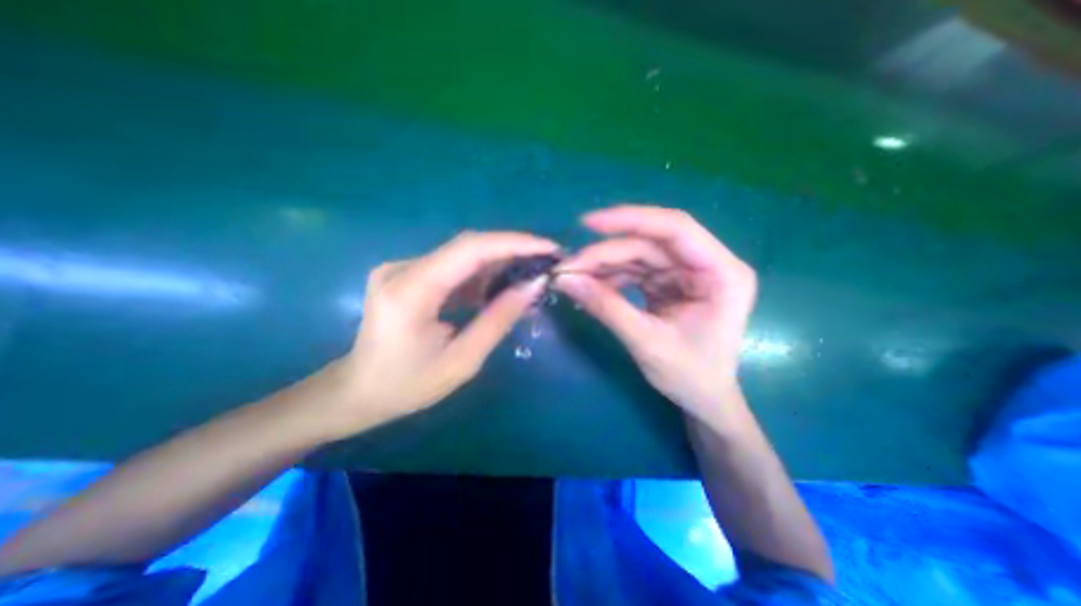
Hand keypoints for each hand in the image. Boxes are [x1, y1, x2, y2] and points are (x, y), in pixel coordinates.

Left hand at [319, 233, 555, 434]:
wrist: (358, 390)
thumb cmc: (408, 385)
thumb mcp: (462, 360)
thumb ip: (499, 319)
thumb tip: (533, 285)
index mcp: (411, 291)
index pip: (470, 249)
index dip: (514, 243)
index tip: (548, 247)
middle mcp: (402, 268)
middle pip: (467, 246)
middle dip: (512, 250)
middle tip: (545, 261)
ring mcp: (401, 268)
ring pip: (462, 254)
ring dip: (498, 262)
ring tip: (529, 275)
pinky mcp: (406, 274)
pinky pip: (452, 266)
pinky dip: (481, 273)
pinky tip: (500, 287)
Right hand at [553, 205, 752, 421]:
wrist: (703, 398)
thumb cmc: (689, 376)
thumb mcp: (646, 342)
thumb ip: (606, 308)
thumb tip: (565, 280)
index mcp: (722, 274)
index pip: (676, 229)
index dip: (631, 220)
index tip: (588, 223)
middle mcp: (707, 265)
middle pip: (651, 242)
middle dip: (607, 252)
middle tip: (569, 266)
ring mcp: (687, 273)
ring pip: (639, 254)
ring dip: (605, 264)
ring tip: (574, 276)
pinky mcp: (670, 283)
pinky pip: (636, 270)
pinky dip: (611, 276)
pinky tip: (591, 285)